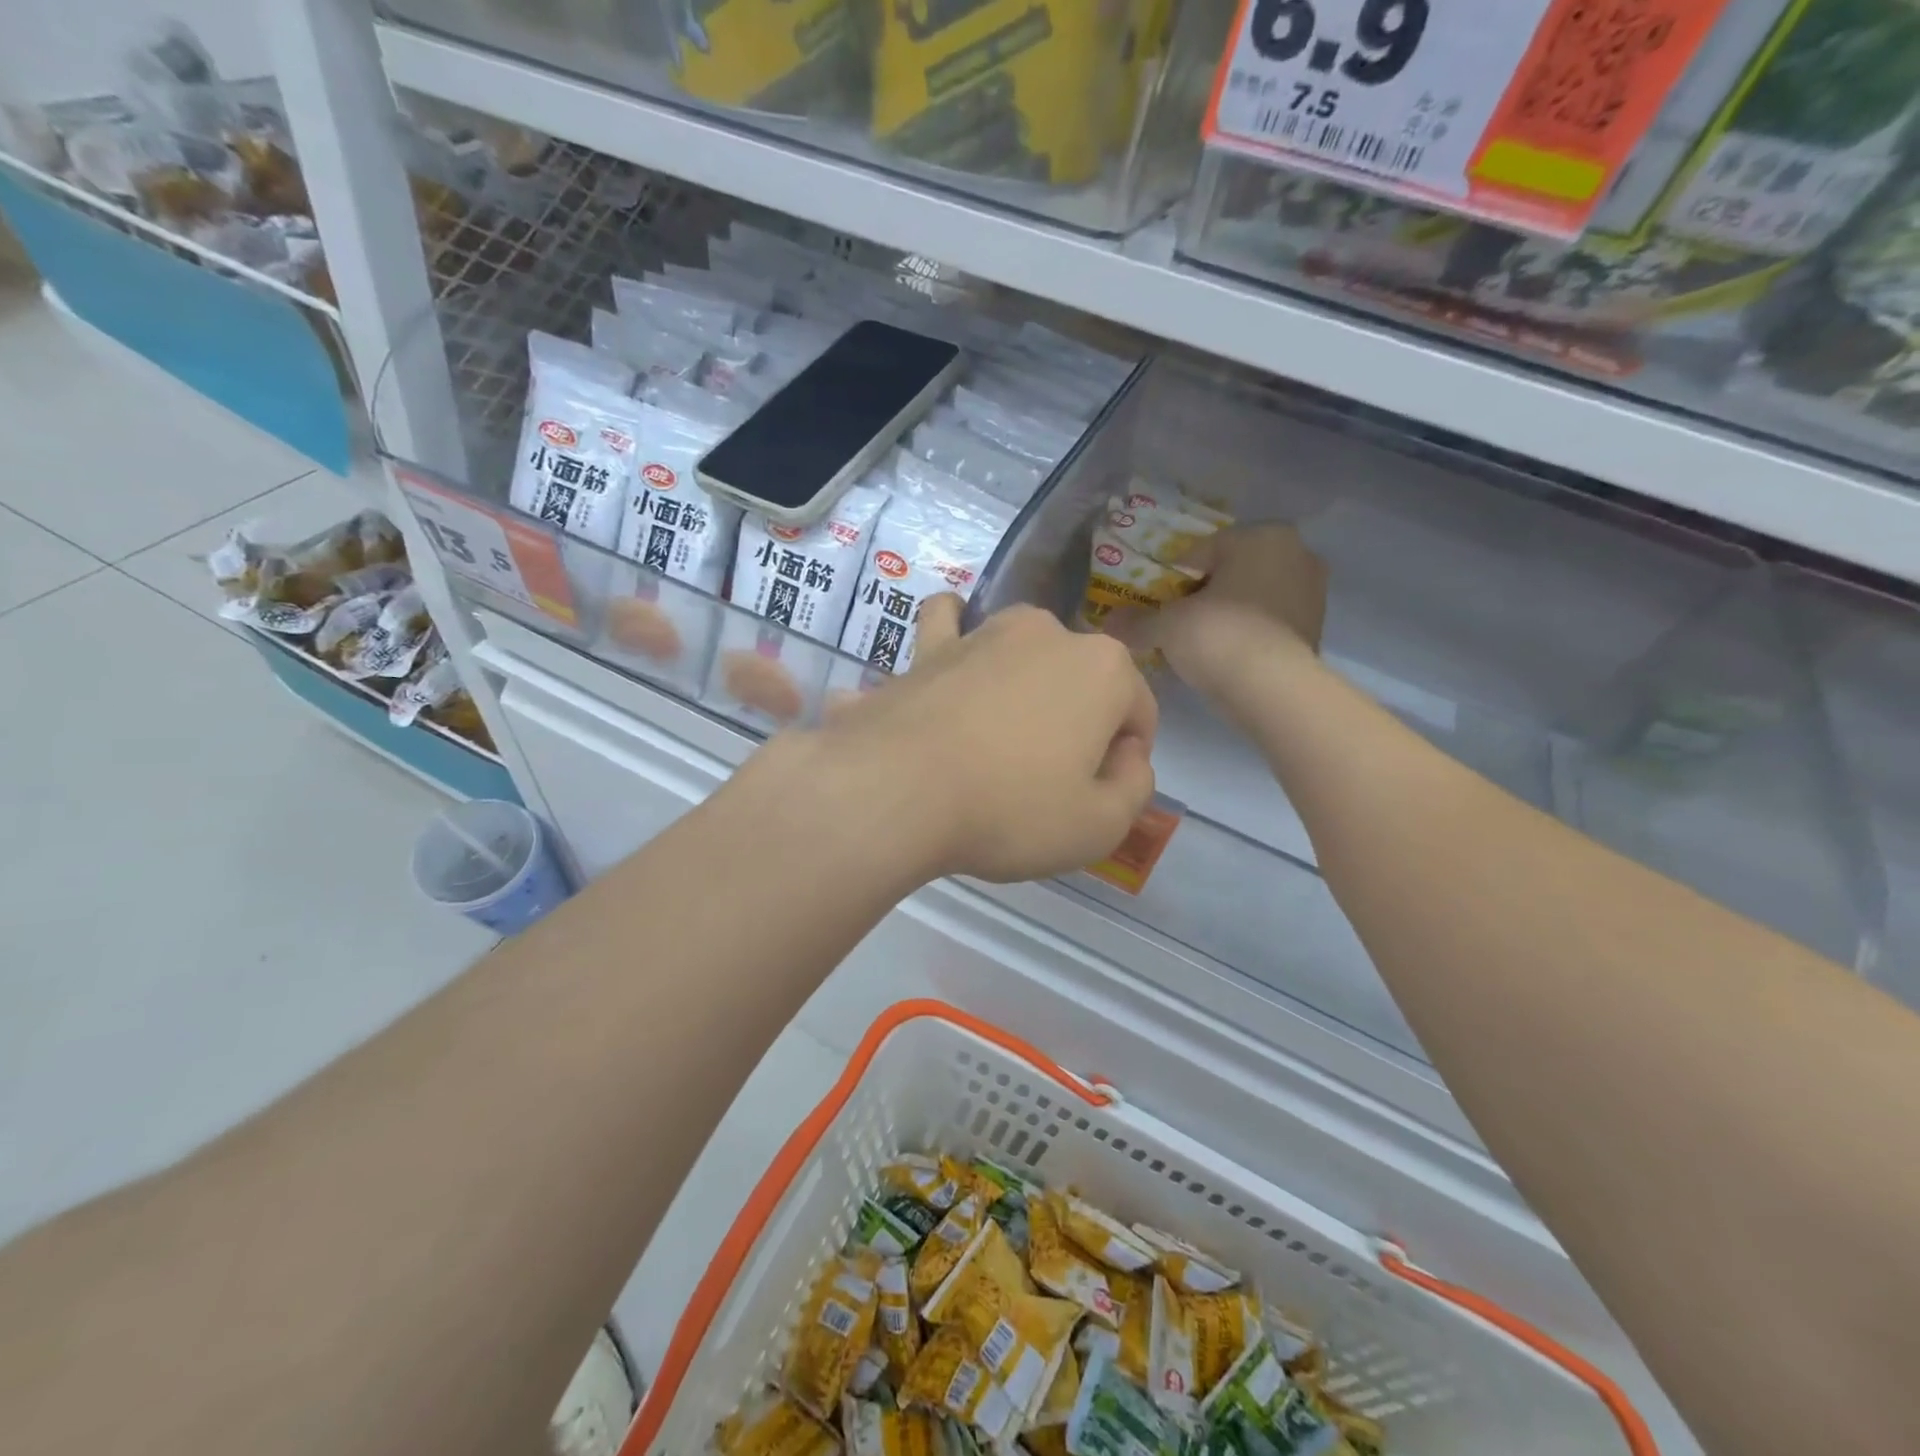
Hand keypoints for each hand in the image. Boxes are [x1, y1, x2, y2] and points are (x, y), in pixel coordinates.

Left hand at [801, 597, 1156, 883]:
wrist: (897, 789)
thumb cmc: (1010, 810)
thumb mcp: (1100, 826)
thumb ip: (1135, 786)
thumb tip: (1127, 758)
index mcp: (1103, 668)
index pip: (1138, 711)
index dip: (1127, 757)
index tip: (1100, 795)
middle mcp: (1047, 633)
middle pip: (1081, 679)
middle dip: (1079, 720)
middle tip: (1049, 777)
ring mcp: (982, 632)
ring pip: (1021, 650)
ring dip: (1024, 681)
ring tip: (1003, 731)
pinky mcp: (928, 648)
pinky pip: (947, 625)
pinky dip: (954, 637)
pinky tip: (952, 655)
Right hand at [1107, 524, 1327, 695]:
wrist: (1274, 689)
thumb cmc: (1218, 636)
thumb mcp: (1167, 626)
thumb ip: (1137, 621)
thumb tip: (1106, 623)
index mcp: (1260, 537)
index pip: (1201, 551)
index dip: (1173, 577)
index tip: (1156, 602)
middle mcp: (1295, 553)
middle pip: (1232, 571)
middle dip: (1204, 592)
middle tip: (1176, 621)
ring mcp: (1312, 592)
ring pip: (1253, 596)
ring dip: (1228, 612)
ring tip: (1199, 642)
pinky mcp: (1316, 628)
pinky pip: (1270, 622)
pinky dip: (1248, 633)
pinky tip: (1226, 655)